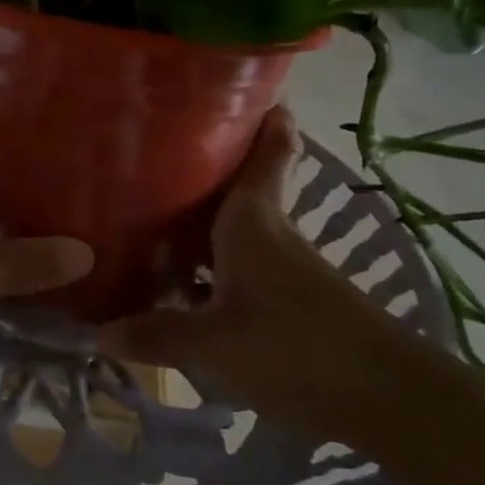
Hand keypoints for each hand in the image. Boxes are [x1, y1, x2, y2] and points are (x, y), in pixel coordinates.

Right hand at [99, 106, 427, 448]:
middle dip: (204, 165)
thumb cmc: (294, 348)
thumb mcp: (212, 345)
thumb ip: (155, 334)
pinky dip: (211, 262)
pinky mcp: (291, 299)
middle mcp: (270, 231)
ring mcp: (284, 266)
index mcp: (254, 219)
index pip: (270, 146)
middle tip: (150, 154)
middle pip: (241, 183)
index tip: (231, 86)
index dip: (261, 112)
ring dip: (202, 218)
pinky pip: (239, 264)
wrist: (386, 399)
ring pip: (237, 226)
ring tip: (148, 213)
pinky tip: (181, 282)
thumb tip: (98, 331)